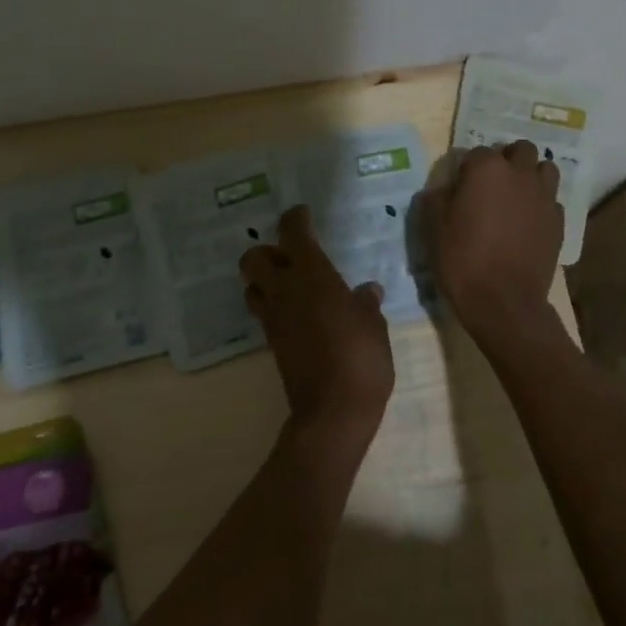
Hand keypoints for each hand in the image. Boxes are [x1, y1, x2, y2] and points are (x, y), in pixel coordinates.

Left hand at [241, 206, 394, 446]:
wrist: (334, 411)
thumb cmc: (361, 358)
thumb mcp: (373, 326)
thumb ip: (366, 303)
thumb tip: (367, 290)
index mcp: (312, 276)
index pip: (293, 234)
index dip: (295, 219)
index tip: (302, 214)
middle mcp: (285, 291)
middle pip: (253, 258)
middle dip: (267, 251)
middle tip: (291, 256)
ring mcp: (274, 319)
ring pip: (252, 286)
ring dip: (264, 280)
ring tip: (290, 284)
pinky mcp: (272, 343)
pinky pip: (263, 312)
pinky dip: (272, 305)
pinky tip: (297, 312)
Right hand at [424, 141, 563, 334]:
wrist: (503, 301)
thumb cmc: (462, 259)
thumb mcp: (433, 226)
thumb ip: (437, 197)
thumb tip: (445, 187)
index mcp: (487, 169)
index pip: (476, 152)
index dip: (466, 168)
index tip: (459, 188)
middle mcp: (520, 174)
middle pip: (520, 150)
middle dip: (507, 160)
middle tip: (491, 185)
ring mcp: (544, 196)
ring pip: (544, 169)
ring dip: (531, 175)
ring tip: (516, 197)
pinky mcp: (558, 221)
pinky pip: (551, 200)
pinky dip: (540, 204)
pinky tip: (527, 223)